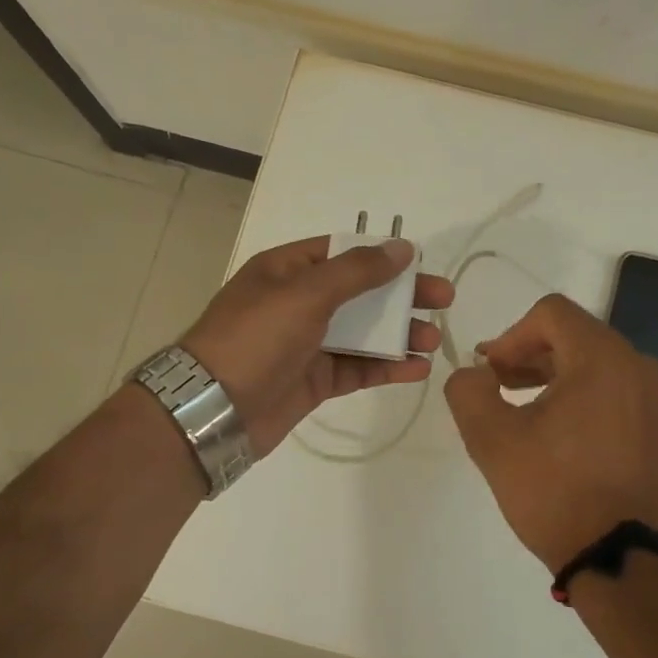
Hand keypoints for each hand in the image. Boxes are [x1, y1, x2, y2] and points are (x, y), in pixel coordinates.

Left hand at [182, 236, 454, 454]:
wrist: (213, 411)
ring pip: (363, 332)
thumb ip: (358, 270)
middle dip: (402, 296)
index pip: (343, 252)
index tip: (420, 263)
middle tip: (444, 300)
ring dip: (399, 334)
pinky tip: (416, 369)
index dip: (382, 255)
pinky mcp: (314, 381)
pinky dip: (385, 367)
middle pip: (360, 292)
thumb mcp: (307, 294)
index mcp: (287, 270)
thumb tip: (401, 247)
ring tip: (432, 339)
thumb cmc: (257, 338)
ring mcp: (306, 343)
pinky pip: (356, 368)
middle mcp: (297, 302)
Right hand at [444, 293, 657, 570]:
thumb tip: (474, 373)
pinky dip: (580, 394)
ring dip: (552, 373)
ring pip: (593, 361)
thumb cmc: (554, 491)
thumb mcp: (492, 439)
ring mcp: (653, 397)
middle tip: (497, 384)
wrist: (618, 558)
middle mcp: (636, 365)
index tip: (489, 371)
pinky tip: (557, 430)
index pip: (550, 313)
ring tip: (521, 406)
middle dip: (528, 354)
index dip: (510, 335)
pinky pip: (613, 389)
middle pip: (573, 334)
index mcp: (601, 357)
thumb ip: (468, 390)